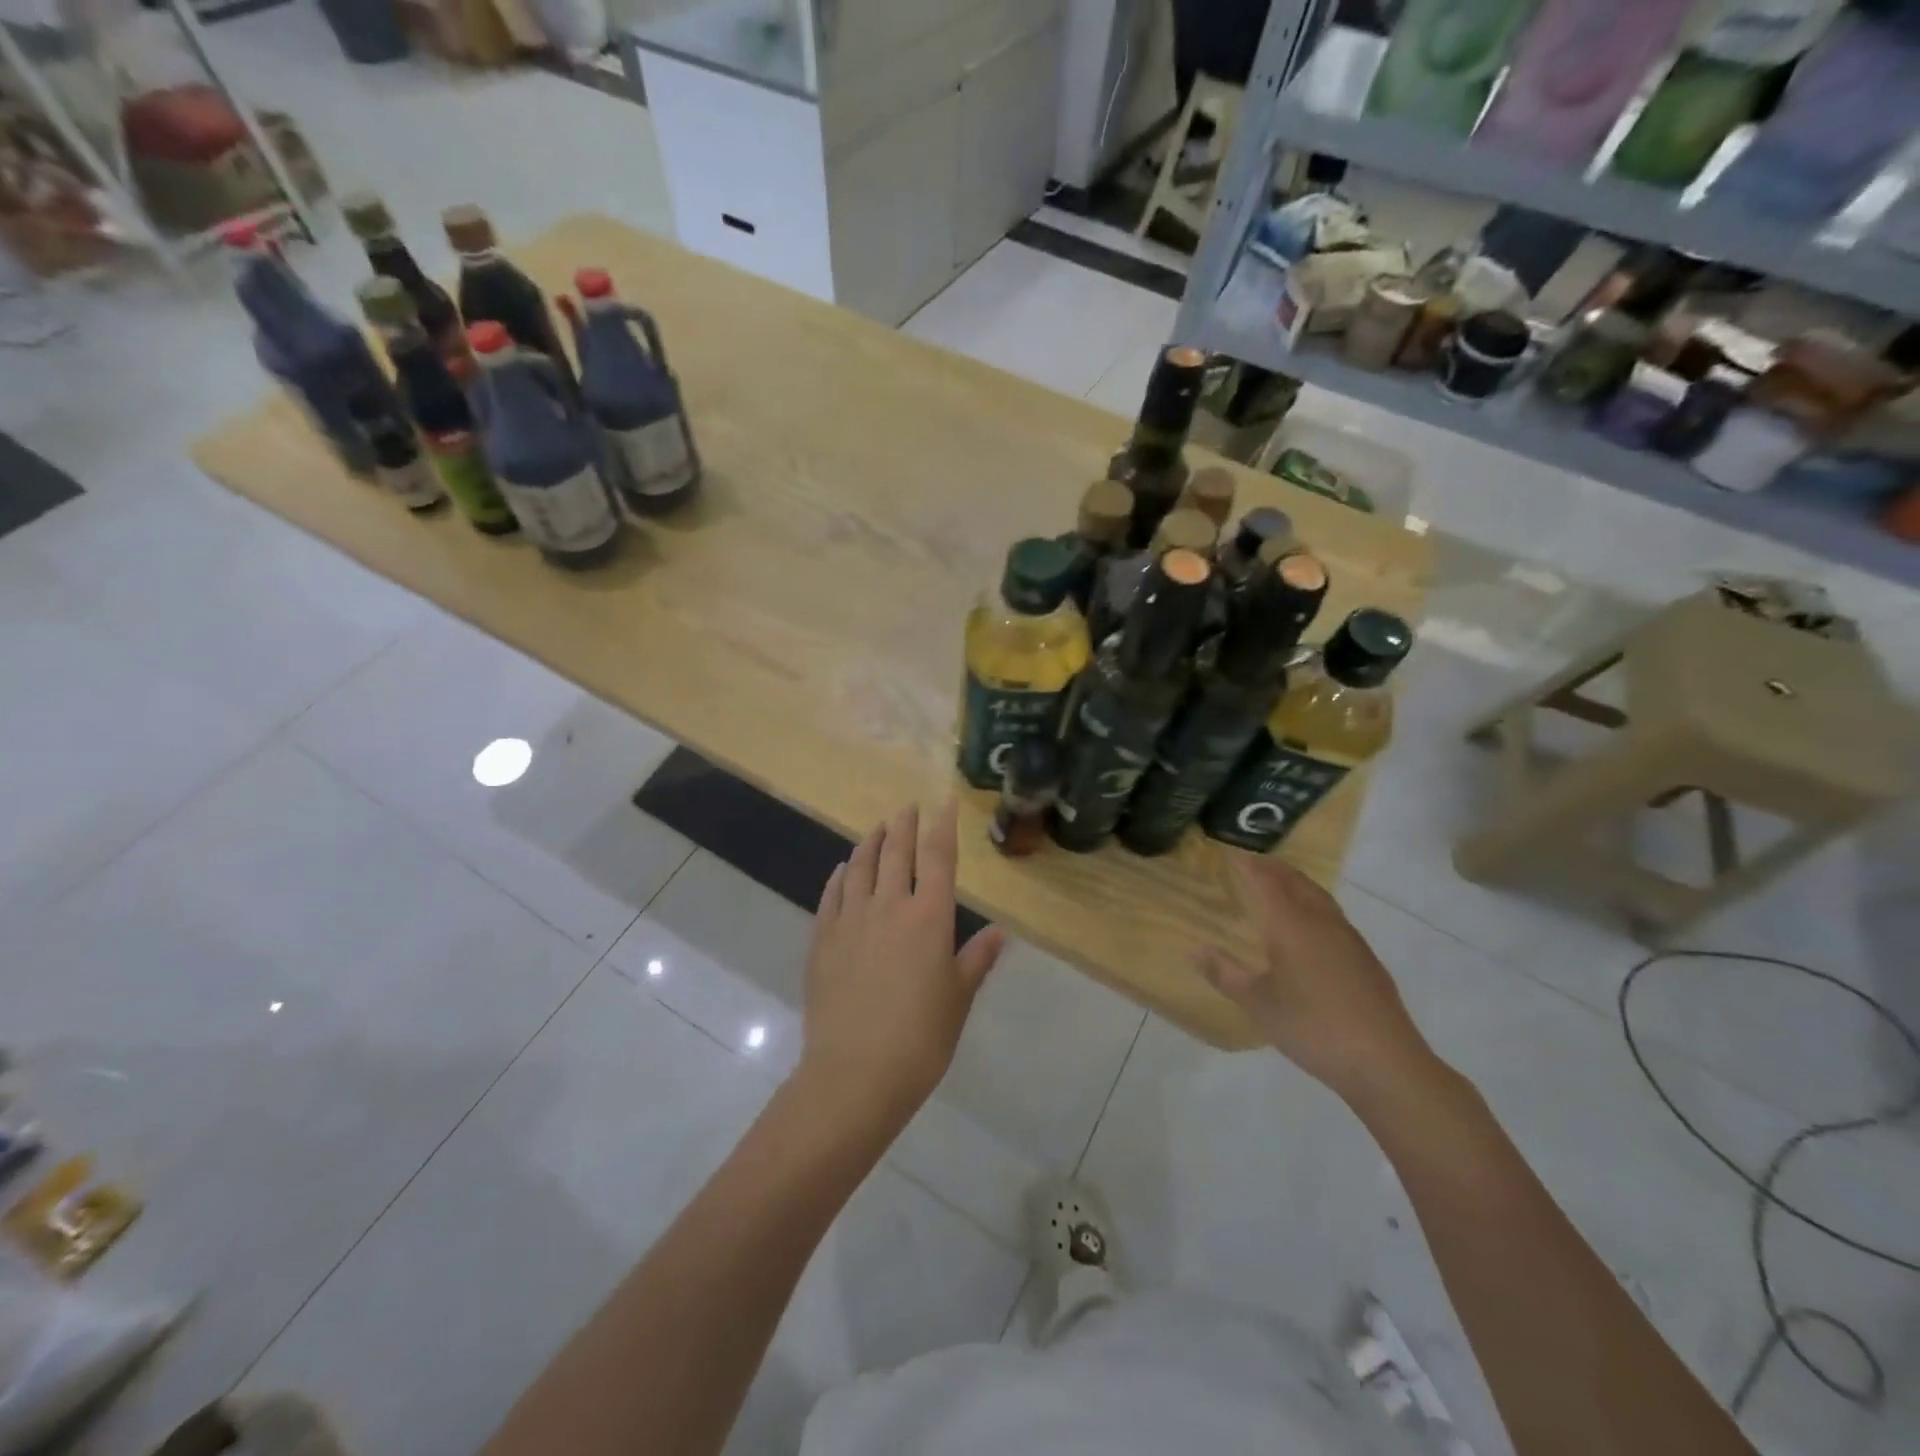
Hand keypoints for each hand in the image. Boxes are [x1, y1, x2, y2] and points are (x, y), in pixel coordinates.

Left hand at [798, 801, 1006, 1127]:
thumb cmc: (921, 1038)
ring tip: (877, 829)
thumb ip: (976, 959)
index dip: (942, 826)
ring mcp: (851, 920)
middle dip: (904, 825)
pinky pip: (832, 895)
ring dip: (870, 843)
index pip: (938, 857)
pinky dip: (840, 876)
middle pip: (897, 853)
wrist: (856, 1072)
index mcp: (929, 917)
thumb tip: (999, 932)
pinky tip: (842, 870)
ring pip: (861, 867)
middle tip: (907, 807)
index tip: (942, 801)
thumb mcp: (958, 998)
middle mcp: (889, 906)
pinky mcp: (822, 939)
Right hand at [1195, 859, 1441, 1105]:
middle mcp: (1321, 922)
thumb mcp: (1258, 1004)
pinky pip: (1333, 916)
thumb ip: (1225, 974)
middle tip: (1253, 863)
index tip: (1230, 853)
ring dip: (1296, 884)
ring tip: (1279, 886)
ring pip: (1319, 897)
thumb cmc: (1312, 1026)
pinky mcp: (1365, 958)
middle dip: (1274, 868)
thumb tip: (1195, 950)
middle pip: (1296, 882)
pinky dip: (1313, 906)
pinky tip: (1310, 928)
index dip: (1248, 865)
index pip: (1266, 881)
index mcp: (1292, 925)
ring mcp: (1349, 939)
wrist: (1385, 1062)